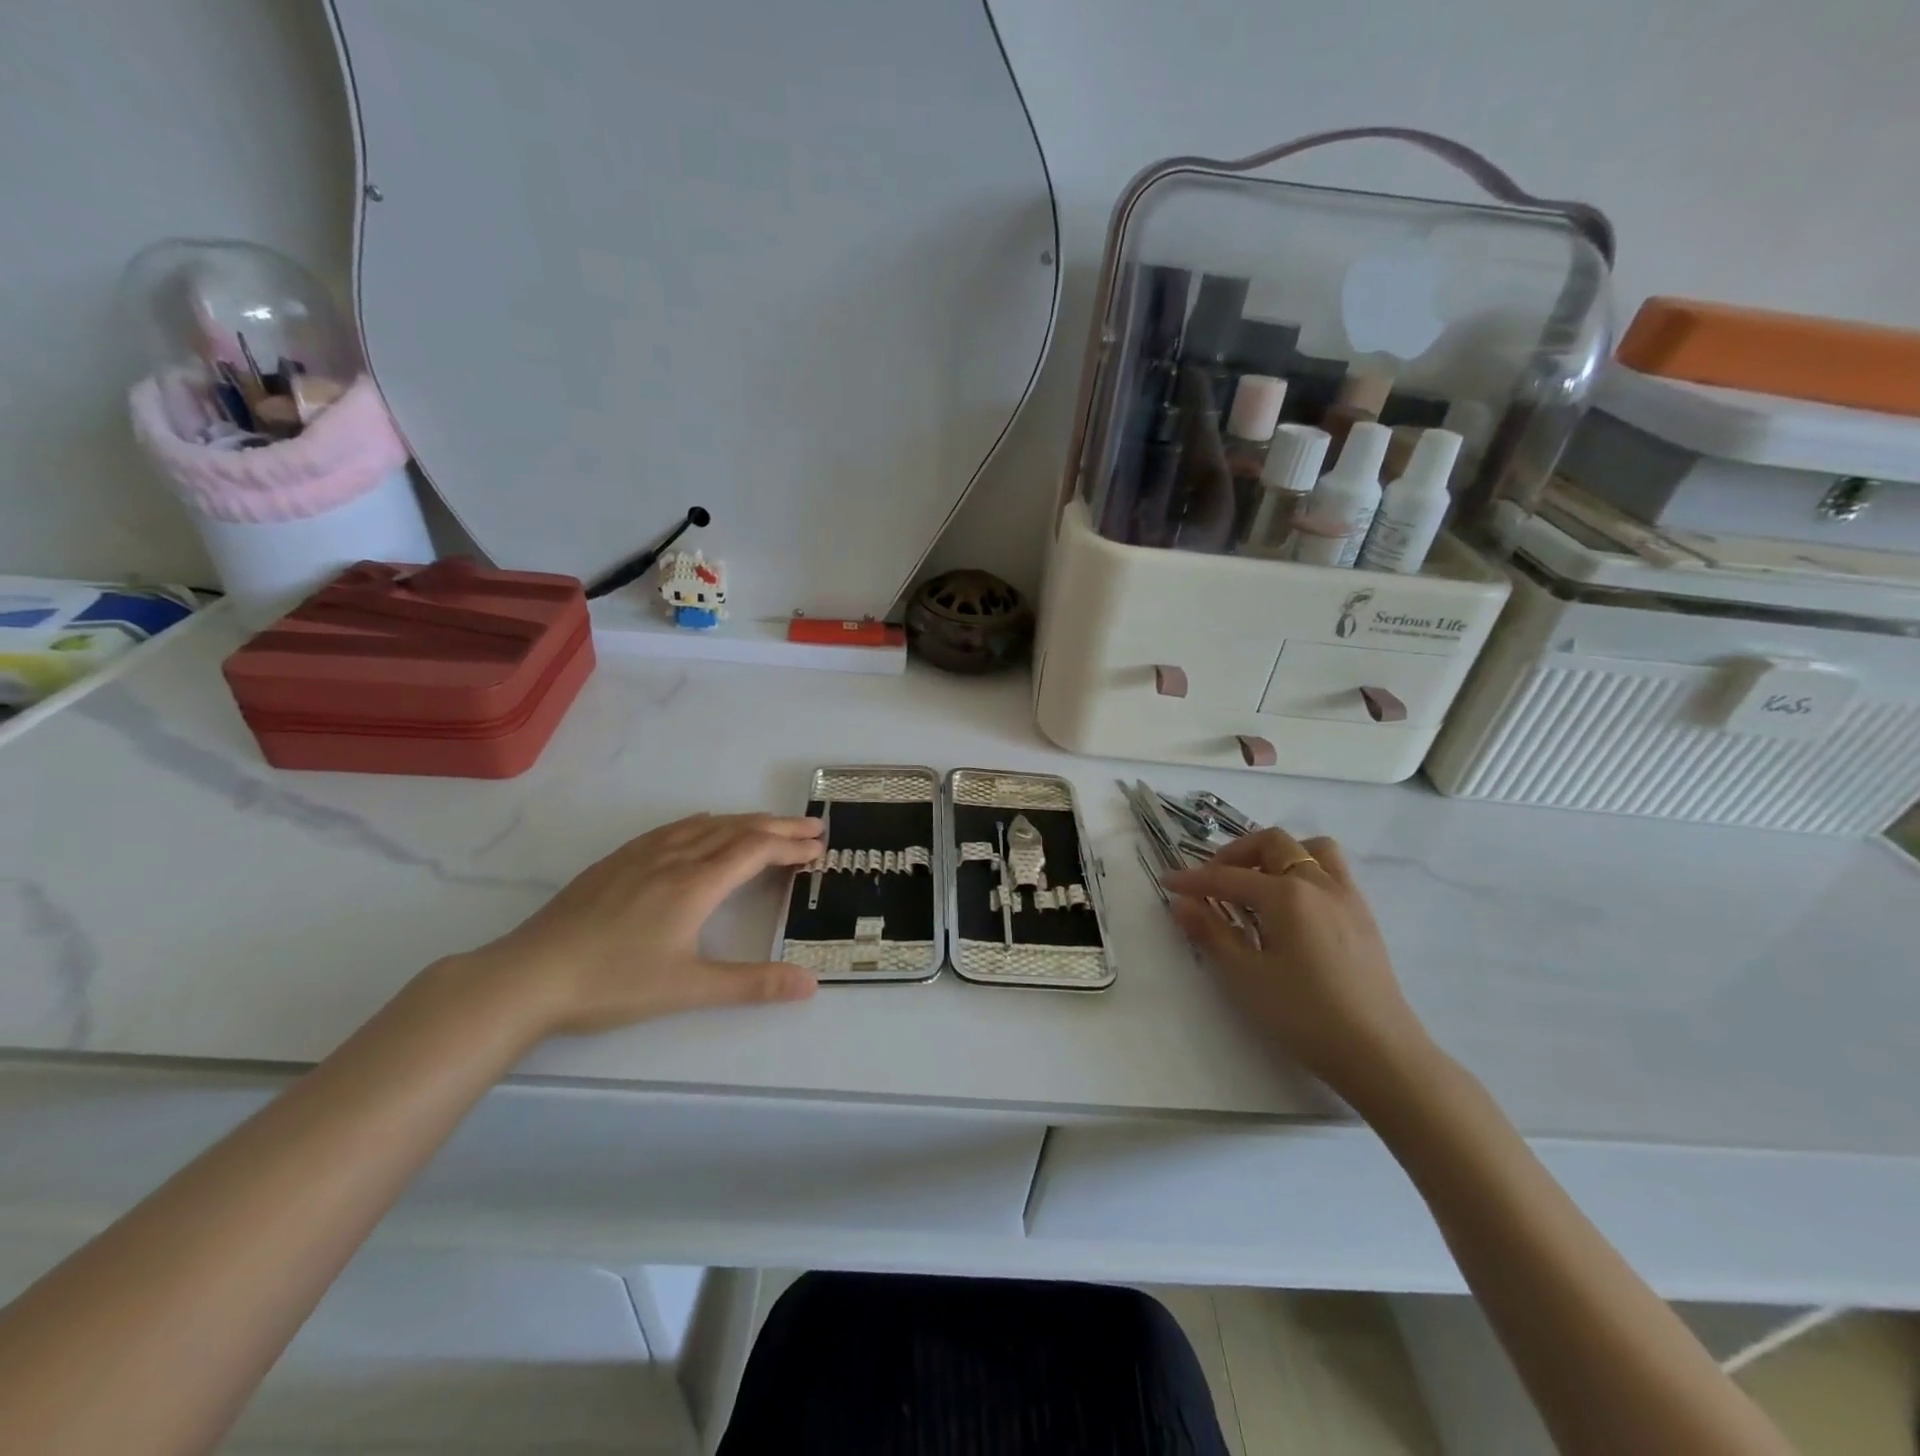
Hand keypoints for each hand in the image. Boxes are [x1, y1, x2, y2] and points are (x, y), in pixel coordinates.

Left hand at [464, 812, 825, 1037]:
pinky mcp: (618, 861)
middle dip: (779, 828)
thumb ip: (753, 984)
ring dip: (745, 821)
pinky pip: (674, 828)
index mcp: (696, 884)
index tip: (819, 848)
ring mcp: (643, 855)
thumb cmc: (613, 983)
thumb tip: (810, 983)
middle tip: (812, 829)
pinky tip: (704, 826)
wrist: (528, 975)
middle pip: (737, 830)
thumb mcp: (689, 989)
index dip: (791, 847)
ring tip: (770, 825)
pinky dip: (706, 823)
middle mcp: (675, 858)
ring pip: (706, 826)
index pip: (755, 851)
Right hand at [1163, 827, 1431, 1098]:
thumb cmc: (1305, 1016)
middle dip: (1236, 854)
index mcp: (1286, 895)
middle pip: (1273, 844)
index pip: (1228, 877)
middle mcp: (1318, 883)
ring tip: (1258, 883)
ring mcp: (1346, 897)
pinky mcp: (1363, 916)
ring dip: (1278, 854)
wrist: (1380, 1054)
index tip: (1168, 882)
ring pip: (1311, 849)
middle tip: (1214, 880)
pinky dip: (1305, 871)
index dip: (1194, 879)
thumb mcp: (1246, 977)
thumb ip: (1211, 933)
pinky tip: (1292, 907)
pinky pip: (1332, 871)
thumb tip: (1181, 903)